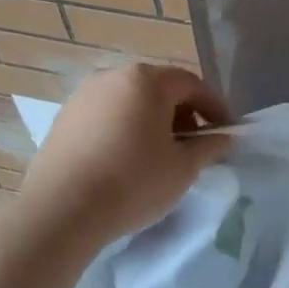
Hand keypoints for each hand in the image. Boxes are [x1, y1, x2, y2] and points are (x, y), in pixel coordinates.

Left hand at [19, 64, 230, 244]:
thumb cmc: (133, 182)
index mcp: (146, 80)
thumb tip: (222, 138)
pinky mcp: (64, 119)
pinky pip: (107, 116)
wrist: (62, 210)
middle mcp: (112, 77)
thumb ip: (209, 147)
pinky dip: (125, 129)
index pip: (192, 85)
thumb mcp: (184, 168)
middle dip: (183, 113)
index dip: (215, 107)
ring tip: (162, 154)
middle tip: (195, 145)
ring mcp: (83, 96)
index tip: (227, 132)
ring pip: (131, 101)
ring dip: (153, 121)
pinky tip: (128, 159)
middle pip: (159, 88)